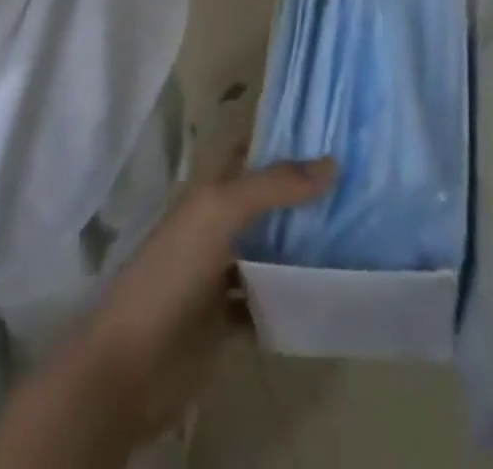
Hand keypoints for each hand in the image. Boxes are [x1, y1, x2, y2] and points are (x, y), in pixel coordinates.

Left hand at [78, 154, 336, 440]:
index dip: (282, 136)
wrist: (132, 364)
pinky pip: (270, 299)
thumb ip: (273, 185)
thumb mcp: (221, 212)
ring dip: (305, 244)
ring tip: (359, 233)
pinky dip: (294, 296)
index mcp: (210, 189)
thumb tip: (332, 161)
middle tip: (360, 182)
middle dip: (305, 191)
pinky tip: (330, 291)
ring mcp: (223, 270)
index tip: (331, 128)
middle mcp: (218, 222)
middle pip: (266, 199)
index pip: (249, 149)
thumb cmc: (173, 270)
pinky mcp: (229, 317)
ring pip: (272, 248)